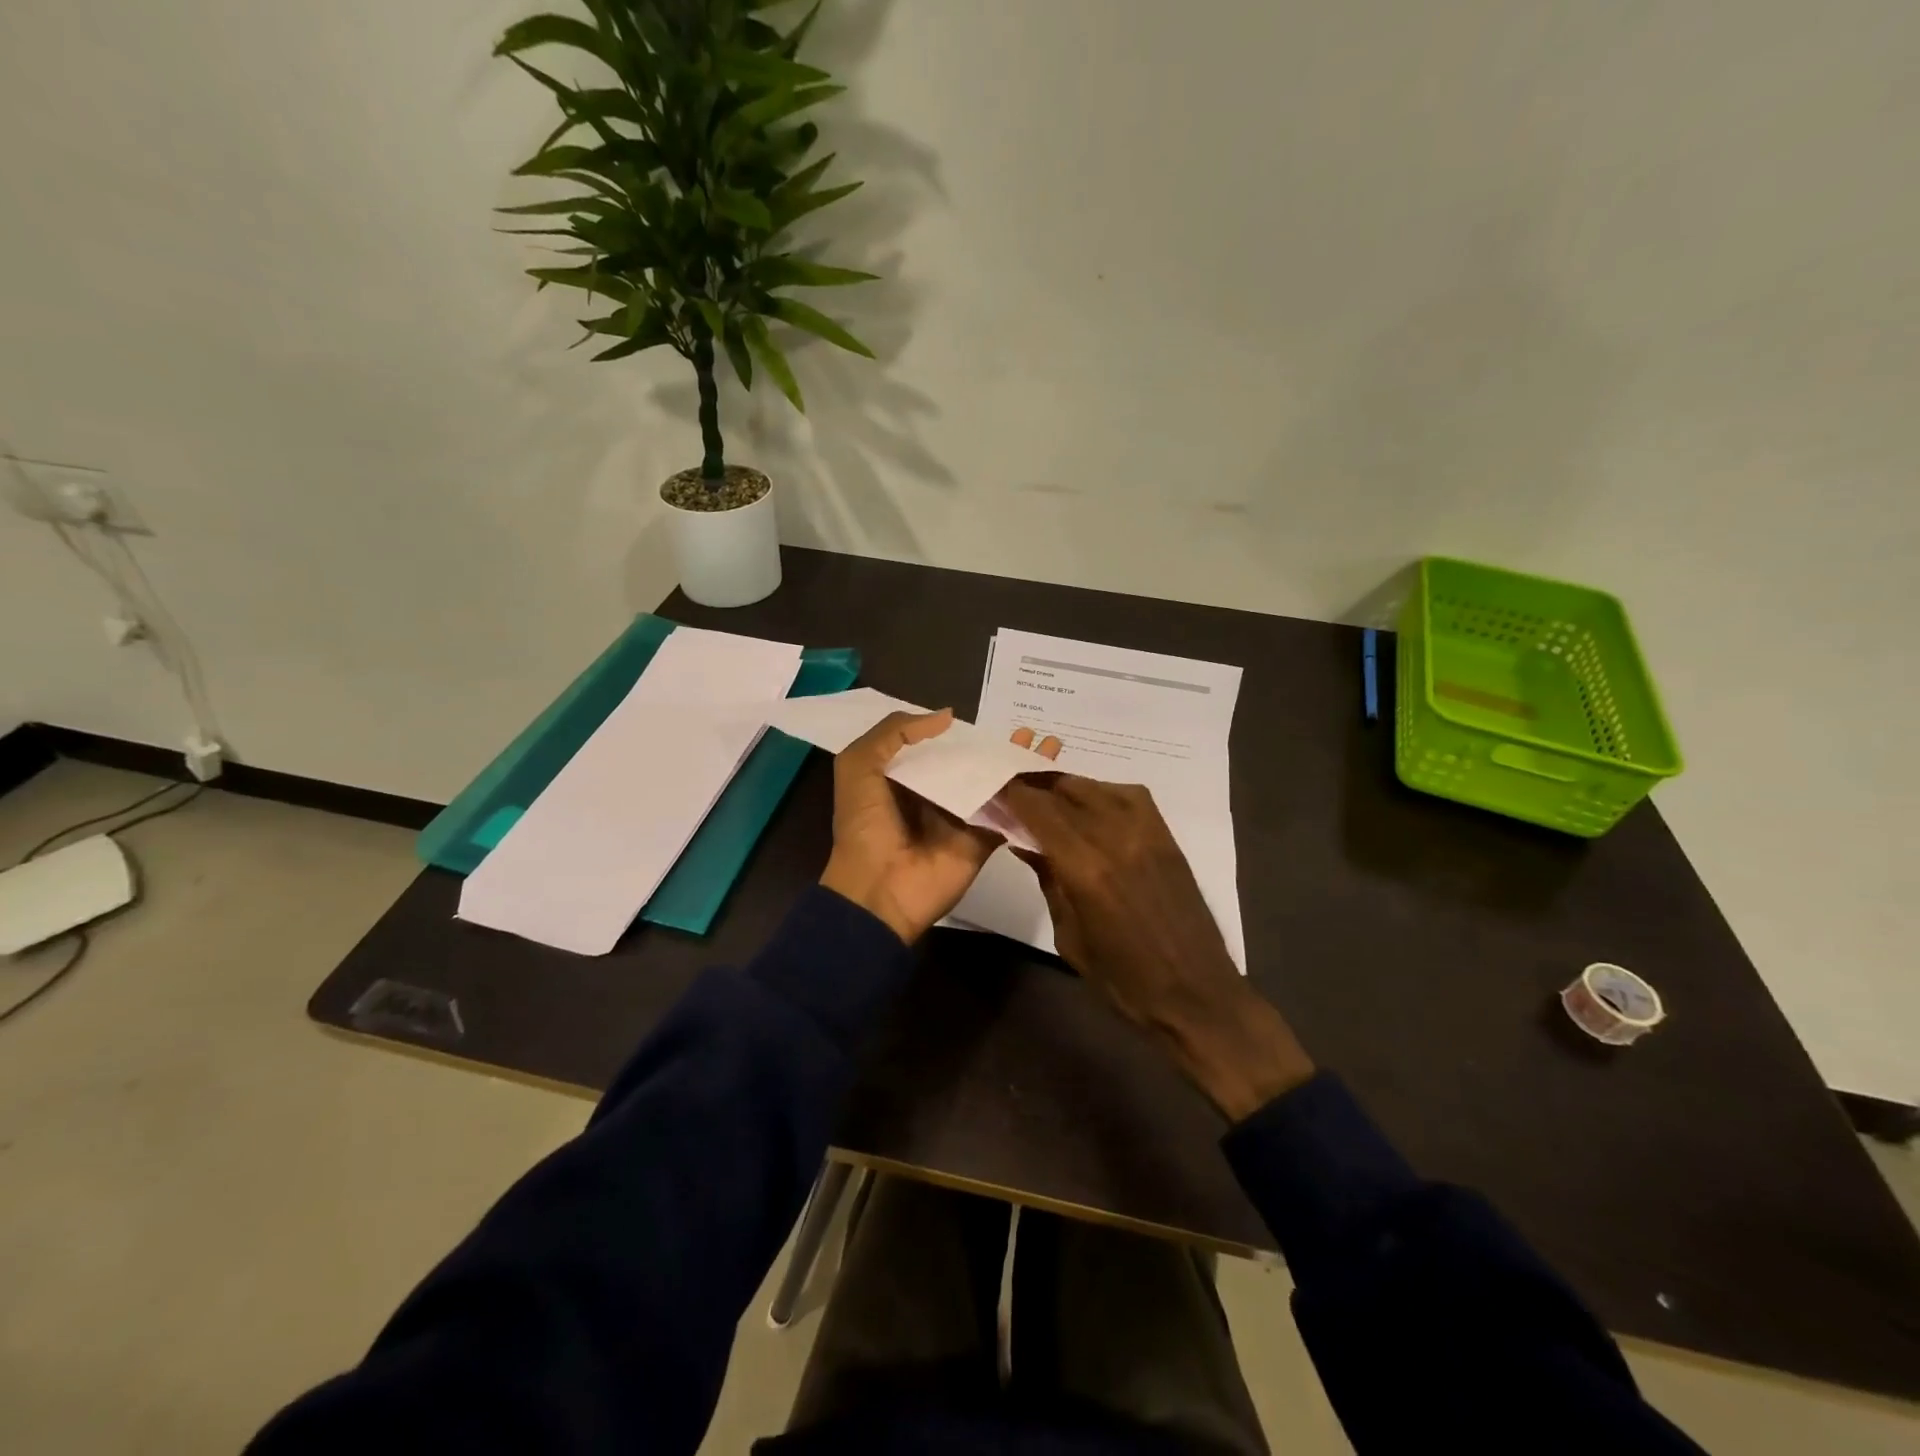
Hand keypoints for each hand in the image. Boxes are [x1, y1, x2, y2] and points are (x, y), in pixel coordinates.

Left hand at [819, 711, 1055, 944]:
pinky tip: (1050, 775)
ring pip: (996, 786)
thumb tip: (947, 717)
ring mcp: (962, 819)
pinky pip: (1008, 816)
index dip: (961, 732)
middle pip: (973, 764)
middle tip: (1027, 729)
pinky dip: (1029, 797)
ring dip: (1021, 766)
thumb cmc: (864, 825)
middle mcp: (936, 795)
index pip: (938, 747)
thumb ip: (894, 733)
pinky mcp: (982, 841)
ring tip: (1048, 743)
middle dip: (999, 747)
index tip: (988, 716)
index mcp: (905, 777)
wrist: (878, 889)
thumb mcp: (859, 766)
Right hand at [999, 775, 1314, 1120]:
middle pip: (1065, 792)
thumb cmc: (1124, 981)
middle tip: (1013, 789)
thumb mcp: (1070, 938)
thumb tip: (1024, 843)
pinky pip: (1130, 795)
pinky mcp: (1166, 837)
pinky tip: (1091, 805)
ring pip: (1096, 787)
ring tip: (1046, 795)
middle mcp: (1115, 838)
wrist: (1196, 994)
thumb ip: (1049, 882)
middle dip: (1034, 786)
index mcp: (1085, 869)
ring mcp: (1146, 833)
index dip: (1013, 794)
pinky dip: (1102, 792)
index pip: (1039, 811)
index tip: (994, 788)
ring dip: (1065, 787)